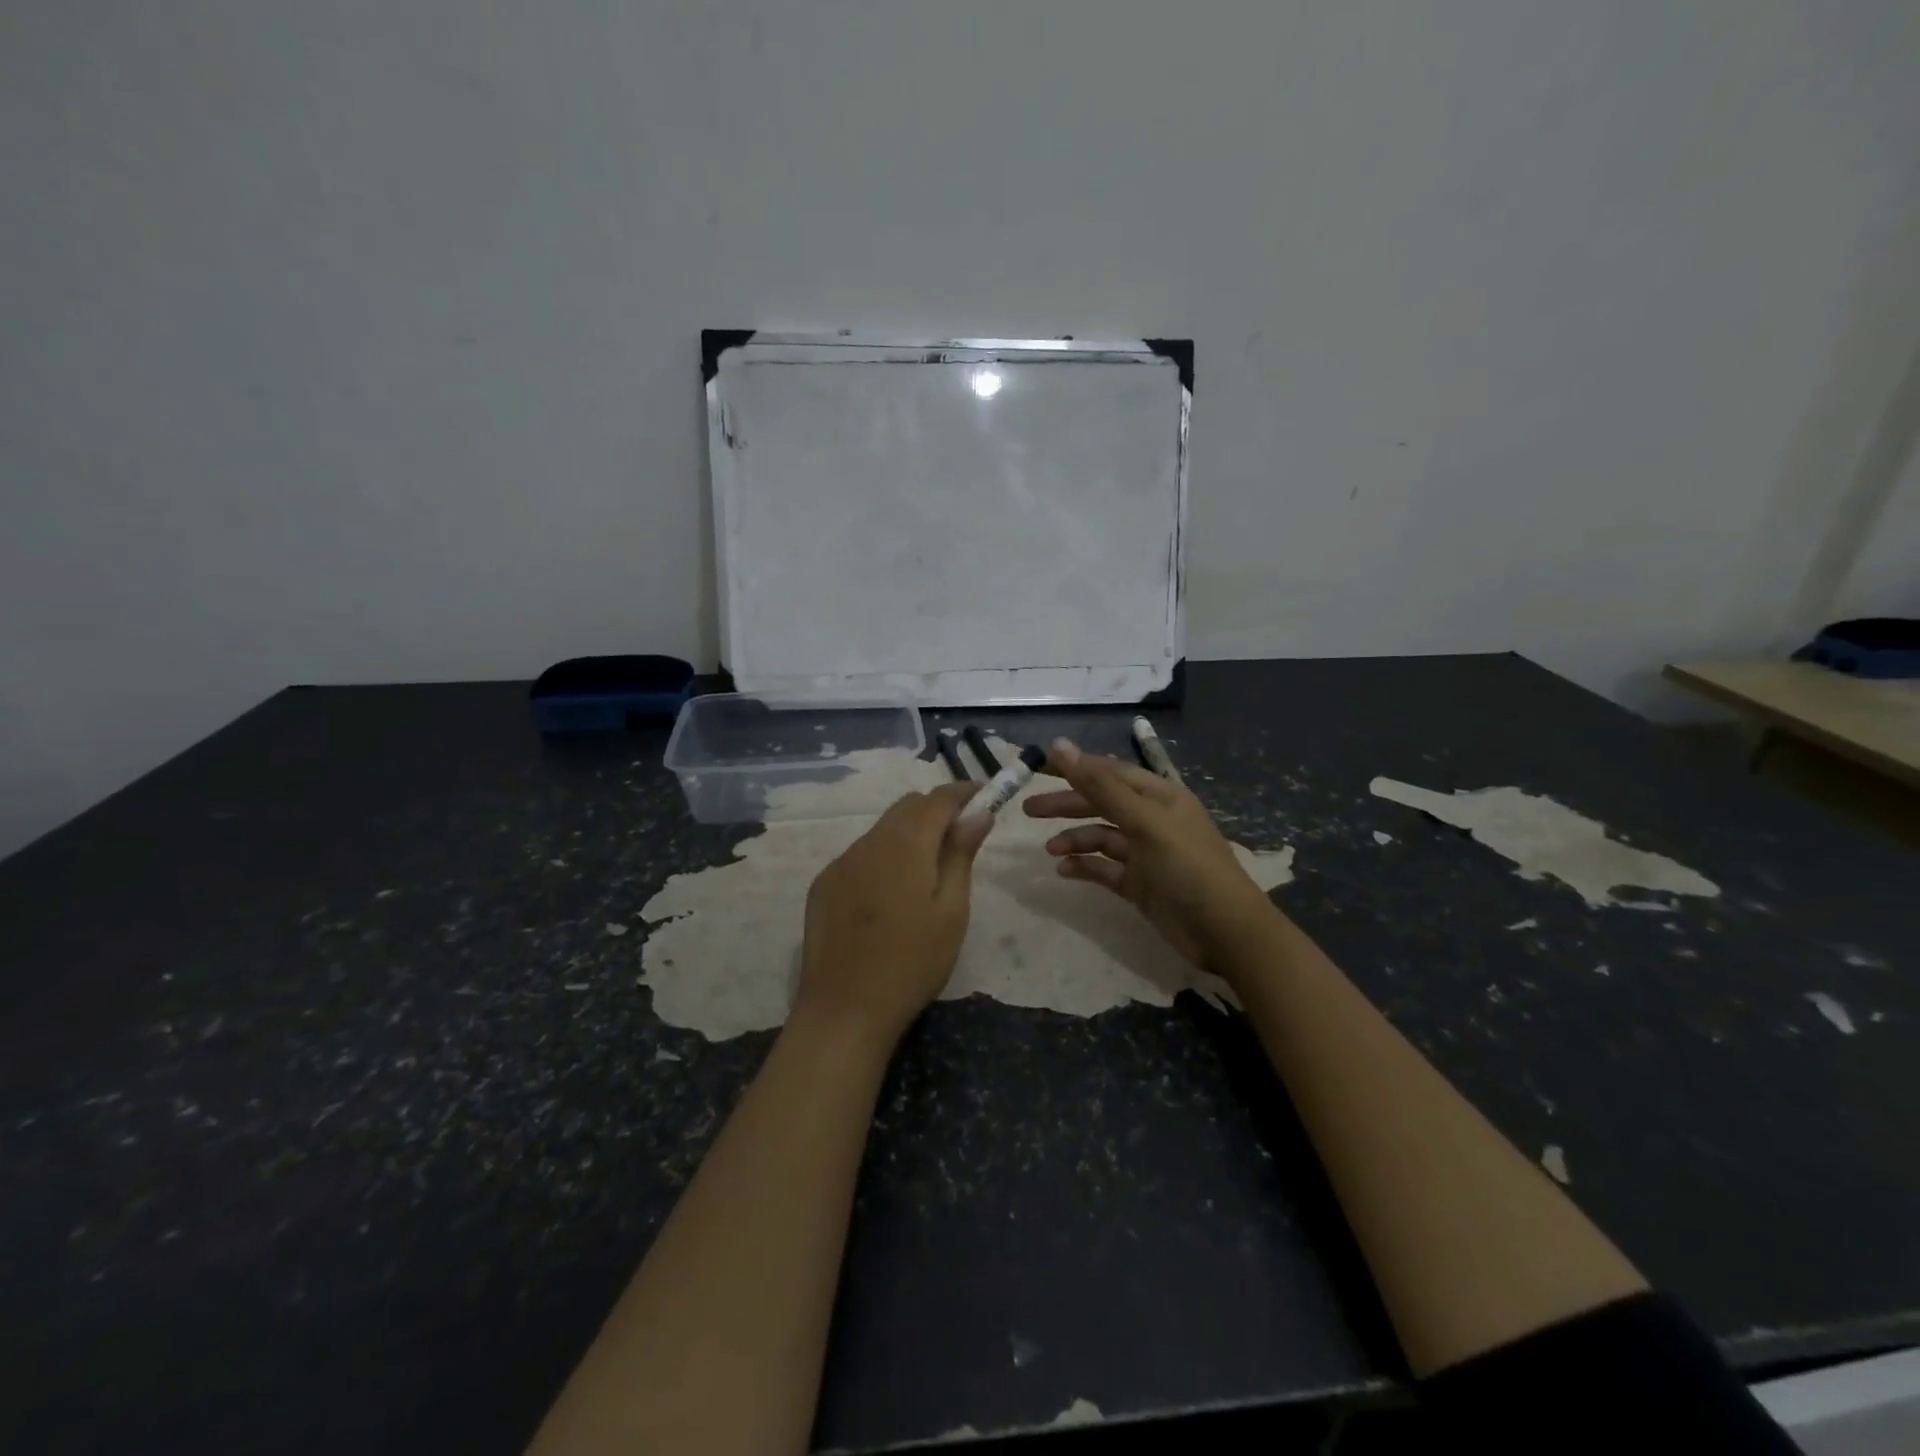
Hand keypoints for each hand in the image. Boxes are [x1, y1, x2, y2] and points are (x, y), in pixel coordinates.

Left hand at [796, 784, 993, 1046]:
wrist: (844, 1010)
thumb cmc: (912, 963)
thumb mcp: (951, 912)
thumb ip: (961, 855)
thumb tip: (978, 815)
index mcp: (904, 844)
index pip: (937, 799)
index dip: (963, 793)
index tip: (985, 797)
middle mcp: (868, 842)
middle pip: (907, 807)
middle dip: (936, 810)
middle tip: (962, 836)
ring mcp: (841, 863)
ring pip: (882, 830)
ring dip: (909, 834)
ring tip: (928, 871)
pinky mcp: (824, 885)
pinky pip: (861, 855)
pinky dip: (884, 856)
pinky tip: (890, 895)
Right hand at [1023, 737, 1275, 970]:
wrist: (1225, 932)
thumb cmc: (1188, 867)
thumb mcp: (1145, 822)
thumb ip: (1101, 786)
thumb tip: (1060, 746)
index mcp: (1159, 796)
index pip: (1109, 772)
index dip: (1075, 767)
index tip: (1037, 767)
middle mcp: (1151, 820)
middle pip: (1101, 803)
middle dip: (1067, 804)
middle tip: (1028, 810)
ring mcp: (1146, 854)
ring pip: (1100, 837)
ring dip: (1074, 838)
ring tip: (1050, 849)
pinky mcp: (1140, 885)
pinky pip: (1105, 869)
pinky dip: (1085, 867)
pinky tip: (1064, 871)